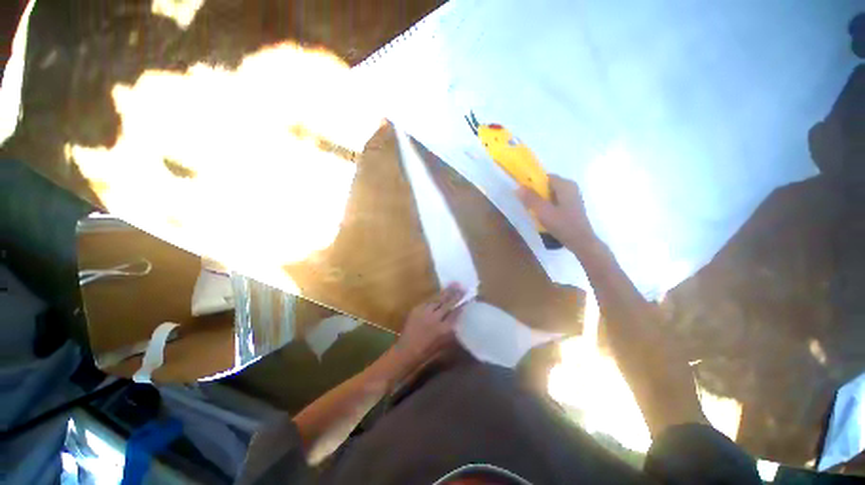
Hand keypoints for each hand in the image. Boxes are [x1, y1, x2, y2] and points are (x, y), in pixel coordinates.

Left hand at [391, 283, 465, 371]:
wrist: (407, 350)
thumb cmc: (428, 351)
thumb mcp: (445, 344)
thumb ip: (452, 330)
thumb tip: (459, 317)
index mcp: (445, 329)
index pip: (456, 312)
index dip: (462, 304)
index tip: (468, 297)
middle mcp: (436, 319)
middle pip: (449, 303)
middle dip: (456, 294)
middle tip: (462, 286)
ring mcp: (425, 312)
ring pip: (438, 299)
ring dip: (446, 292)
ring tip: (453, 284)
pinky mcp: (417, 309)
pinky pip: (428, 301)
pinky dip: (435, 299)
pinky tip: (439, 295)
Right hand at [517, 175, 595, 252]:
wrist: (581, 241)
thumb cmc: (562, 225)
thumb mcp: (543, 212)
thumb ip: (530, 199)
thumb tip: (518, 187)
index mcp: (565, 185)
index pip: (545, 177)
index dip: (532, 182)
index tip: (522, 191)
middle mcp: (570, 187)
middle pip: (548, 185)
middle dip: (535, 192)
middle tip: (525, 202)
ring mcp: (572, 196)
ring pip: (551, 193)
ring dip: (540, 199)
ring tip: (532, 209)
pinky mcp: (572, 206)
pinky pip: (555, 200)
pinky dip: (547, 204)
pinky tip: (542, 214)